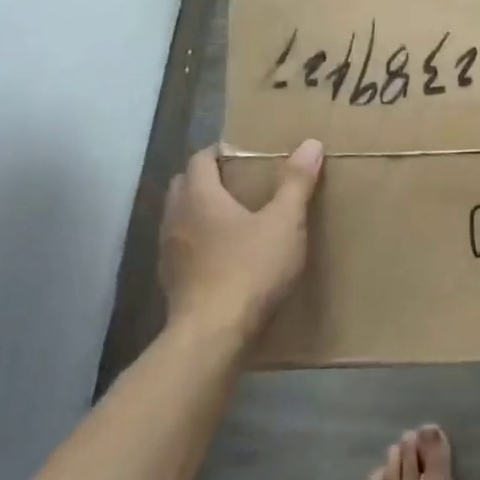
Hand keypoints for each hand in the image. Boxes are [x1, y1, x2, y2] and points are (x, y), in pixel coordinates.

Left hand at [159, 140, 323, 338]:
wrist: (212, 336)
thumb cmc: (249, 269)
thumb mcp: (283, 222)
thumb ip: (296, 183)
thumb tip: (310, 143)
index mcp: (199, 197)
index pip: (199, 159)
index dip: (219, 152)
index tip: (243, 153)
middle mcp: (176, 218)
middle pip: (184, 186)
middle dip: (207, 180)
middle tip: (241, 182)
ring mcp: (168, 253)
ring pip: (180, 218)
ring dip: (201, 213)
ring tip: (235, 219)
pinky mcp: (171, 283)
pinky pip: (183, 249)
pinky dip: (199, 244)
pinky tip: (224, 257)